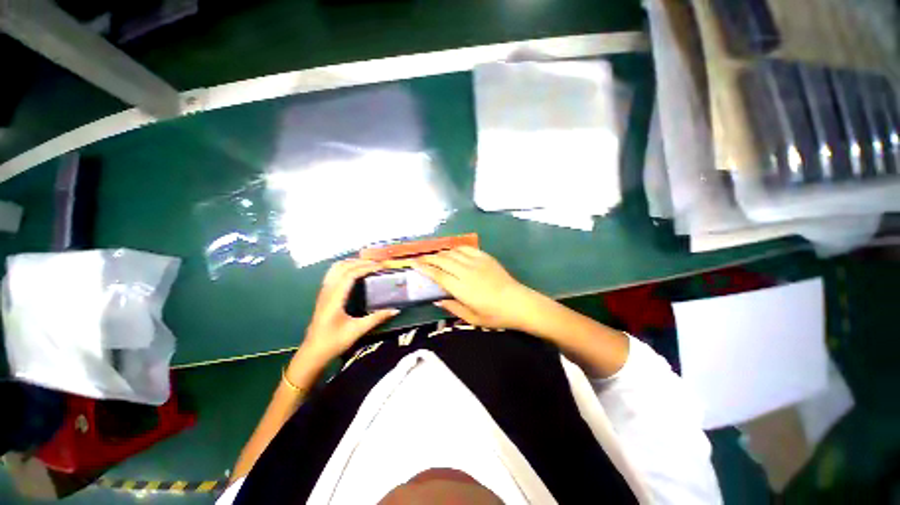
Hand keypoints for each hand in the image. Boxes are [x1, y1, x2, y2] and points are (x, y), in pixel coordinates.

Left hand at [298, 259, 398, 364]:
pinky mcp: (323, 295)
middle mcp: (327, 291)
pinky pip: (333, 274)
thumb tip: (395, 310)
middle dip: (360, 262)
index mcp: (335, 298)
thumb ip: (377, 318)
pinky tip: (354, 272)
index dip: (366, 268)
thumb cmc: (334, 342)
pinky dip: (345, 268)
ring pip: (335, 269)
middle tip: (376, 263)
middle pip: (342, 267)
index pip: (350, 274)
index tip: (380, 267)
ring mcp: (324, 292)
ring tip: (366, 264)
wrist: (313, 353)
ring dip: (351, 263)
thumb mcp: (358, 330)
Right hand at [412, 247, 542, 329]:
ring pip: (453, 252)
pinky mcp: (485, 257)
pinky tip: (453, 251)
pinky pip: (467, 248)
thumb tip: (437, 300)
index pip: (437, 275)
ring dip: (442, 253)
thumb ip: (452, 307)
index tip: (414, 264)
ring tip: (435, 256)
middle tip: (420, 259)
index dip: (424, 268)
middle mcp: (466, 272)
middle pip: (443, 260)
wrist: (518, 302)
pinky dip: (456, 249)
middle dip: (429, 258)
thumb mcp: (471, 318)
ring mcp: (476, 262)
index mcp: (461, 288)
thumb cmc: (494, 315)